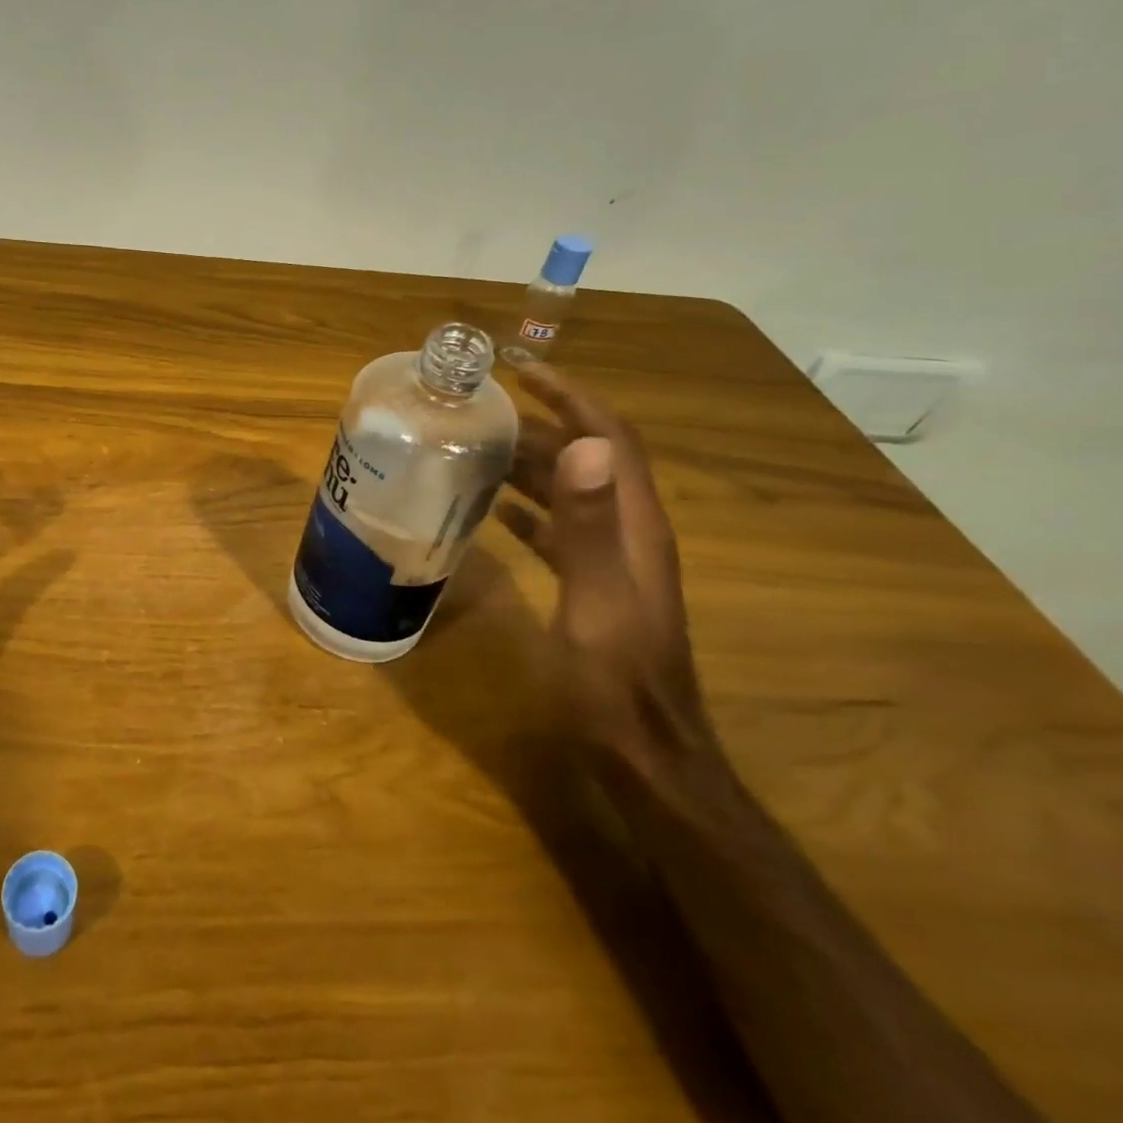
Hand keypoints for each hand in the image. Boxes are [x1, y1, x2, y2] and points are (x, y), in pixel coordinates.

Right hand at [496, 364, 713, 774]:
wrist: (642, 752)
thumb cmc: (615, 681)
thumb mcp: (598, 602)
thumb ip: (589, 527)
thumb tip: (585, 447)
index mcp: (634, 525)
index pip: (610, 438)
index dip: (572, 396)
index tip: (523, 370)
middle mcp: (627, 532)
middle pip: (589, 458)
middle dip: (543, 422)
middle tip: (483, 408)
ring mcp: (611, 560)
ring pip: (571, 492)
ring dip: (531, 463)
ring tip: (479, 448)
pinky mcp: (592, 585)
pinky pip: (559, 529)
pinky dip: (528, 509)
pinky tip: (494, 510)